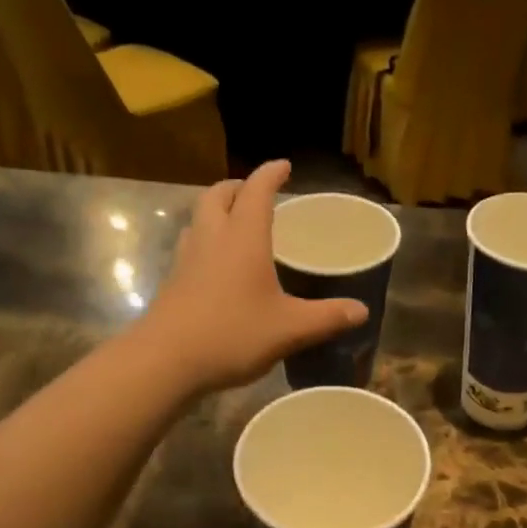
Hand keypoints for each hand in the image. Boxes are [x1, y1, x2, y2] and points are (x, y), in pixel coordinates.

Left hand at [140, 160, 368, 394]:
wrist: (165, 361)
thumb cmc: (231, 334)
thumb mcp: (289, 329)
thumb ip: (327, 318)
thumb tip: (361, 311)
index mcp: (243, 238)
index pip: (256, 191)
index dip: (270, 174)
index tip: (283, 166)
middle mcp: (212, 238)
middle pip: (218, 195)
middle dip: (237, 187)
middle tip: (255, 193)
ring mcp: (186, 260)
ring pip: (199, 218)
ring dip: (217, 211)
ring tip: (236, 224)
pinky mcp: (173, 282)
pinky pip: (191, 246)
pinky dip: (207, 241)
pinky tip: (218, 266)